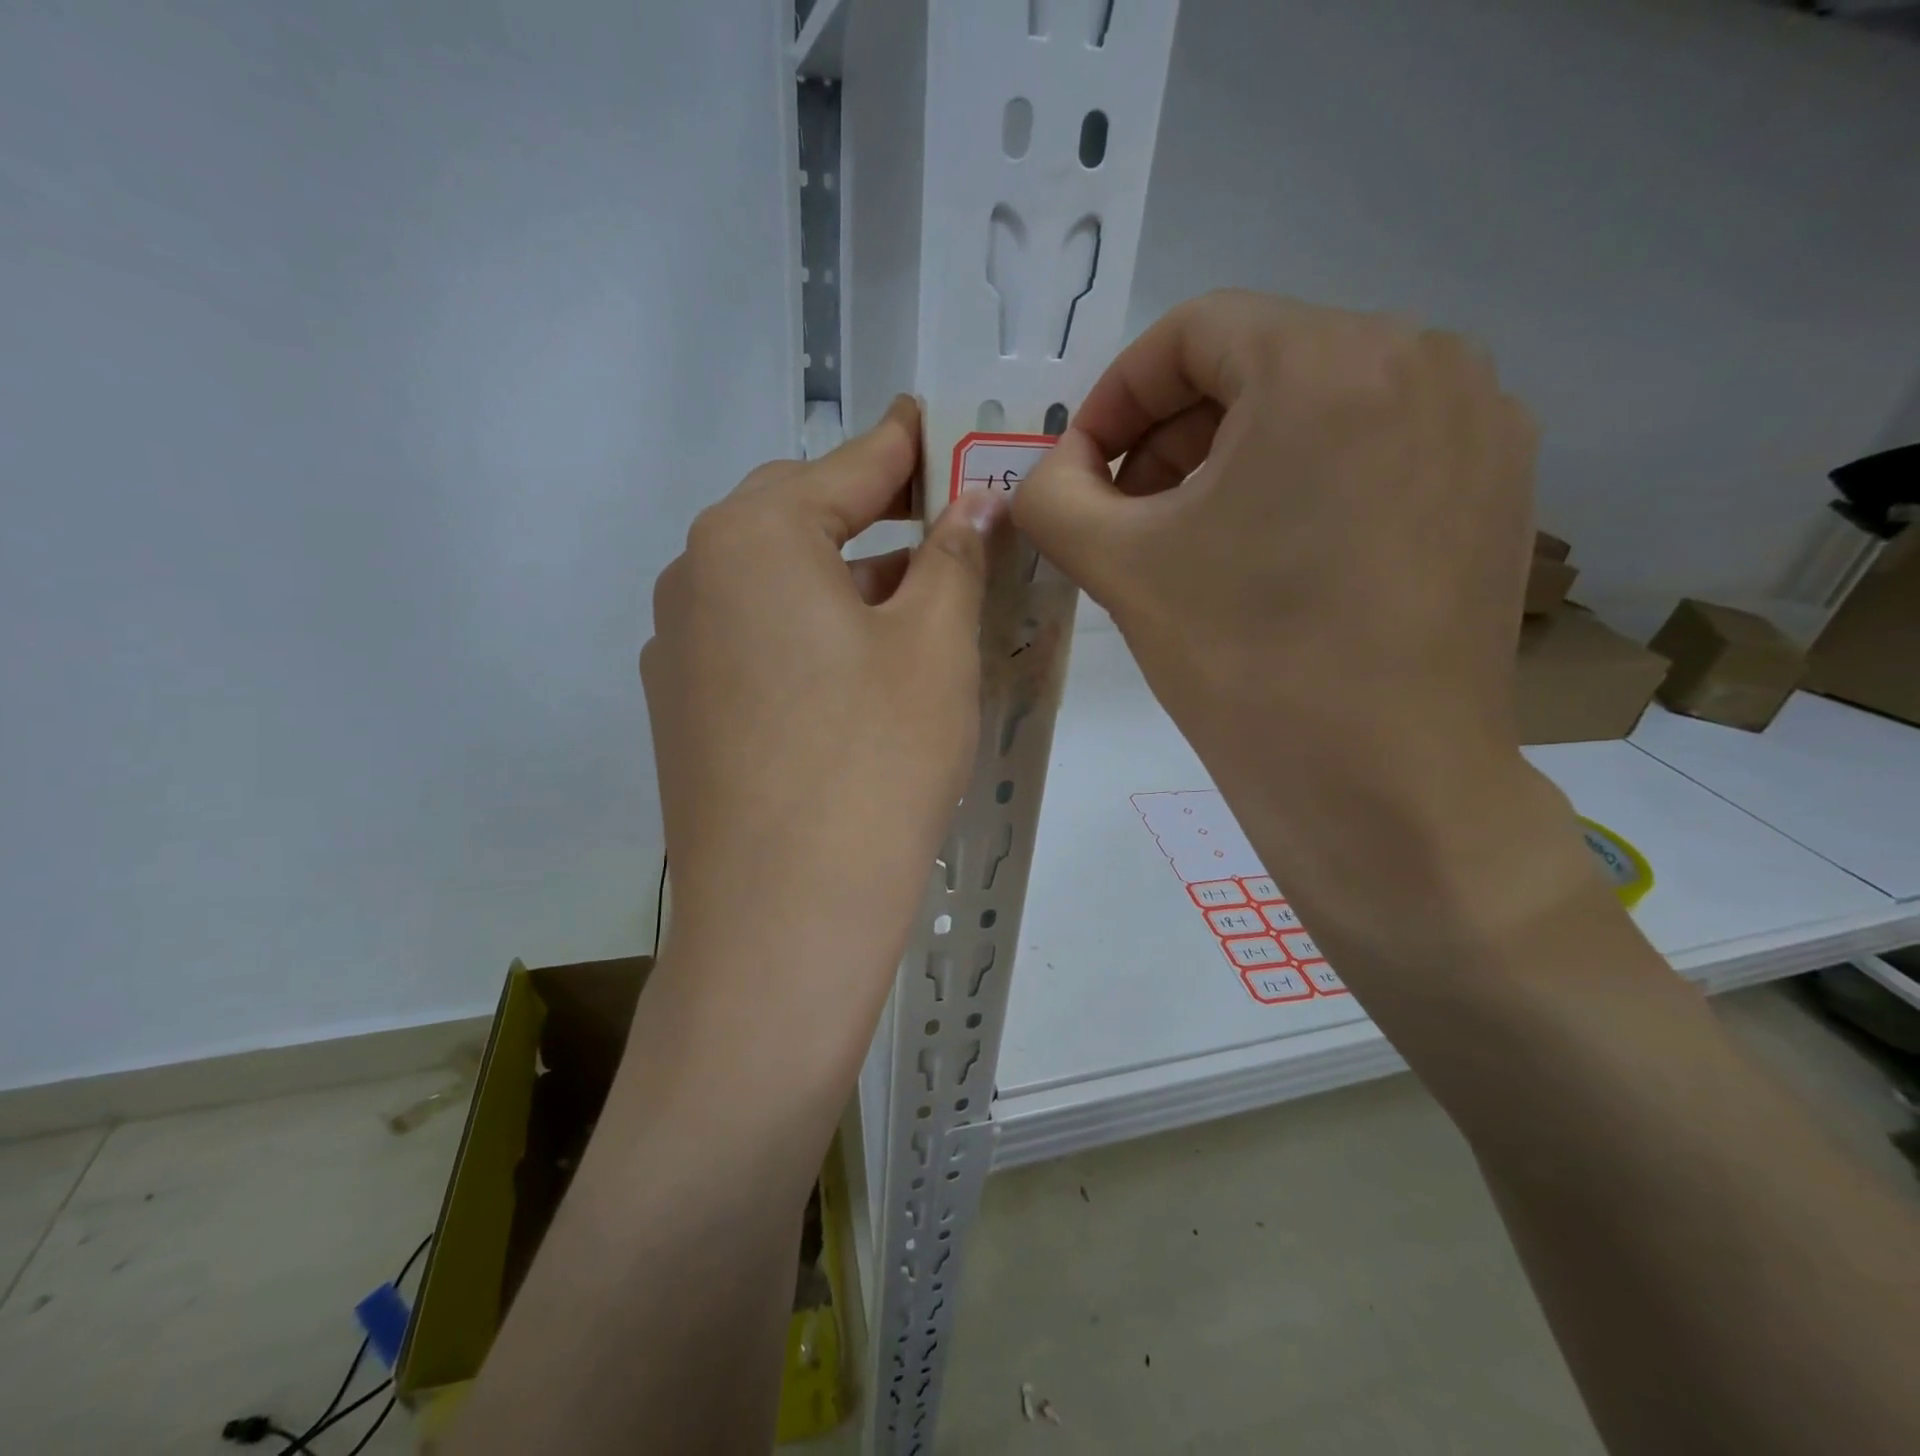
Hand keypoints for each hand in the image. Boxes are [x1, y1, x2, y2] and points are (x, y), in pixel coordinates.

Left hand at [642, 397, 1004, 1061]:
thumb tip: (973, 503)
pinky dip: (809, 634)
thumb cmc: (875, 761)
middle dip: (875, 515)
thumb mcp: (935, 646)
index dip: (910, 445)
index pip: (851, 464)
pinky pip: (755, 640)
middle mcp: (695, 575)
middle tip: (944, 526)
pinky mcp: (683, 708)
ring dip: (843, 580)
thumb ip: (953, 557)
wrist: (784, 915)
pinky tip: (854, 675)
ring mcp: (678, 646)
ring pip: (776, 584)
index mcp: (752, 535)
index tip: (945, 424)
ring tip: (912, 604)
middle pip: (801, 518)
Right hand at [1016, 292, 1578, 978]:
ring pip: (1320, 403)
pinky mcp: (1498, 484)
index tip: (1082, 468)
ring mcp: (1477, 422)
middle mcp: (1424, 359)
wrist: (1383, 786)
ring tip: (1196, 537)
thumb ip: (1052, 494)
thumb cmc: (1243, 663)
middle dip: (1173, 432)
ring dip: (1237, 454)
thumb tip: (1046, 469)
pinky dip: (1307, 477)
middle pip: (1260, 362)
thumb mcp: (1118, 566)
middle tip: (1128, 511)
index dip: (1117, 395)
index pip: (1193, 331)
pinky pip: (1376, 445)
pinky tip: (1275, 553)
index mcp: (1328, 360)